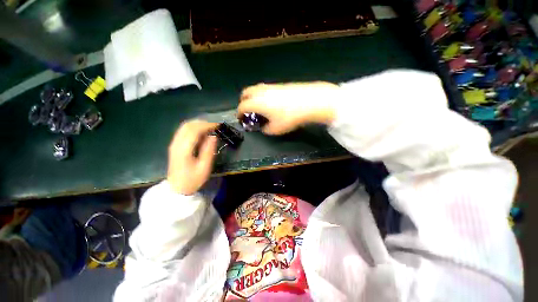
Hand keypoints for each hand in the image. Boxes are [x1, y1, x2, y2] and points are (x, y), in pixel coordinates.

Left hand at [167, 120, 217, 194]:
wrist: (177, 189)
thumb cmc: (193, 179)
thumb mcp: (204, 167)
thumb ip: (209, 150)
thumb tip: (213, 136)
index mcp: (184, 149)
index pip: (194, 130)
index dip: (207, 125)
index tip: (218, 125)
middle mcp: (176, 143)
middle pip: (188, 125)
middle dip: (202, 123)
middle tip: (215, 126)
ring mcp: (174, 144)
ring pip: (184, 127)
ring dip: (197, 124)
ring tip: (209, 128)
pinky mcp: (174, 146)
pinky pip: (183, 131)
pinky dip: (193, 128)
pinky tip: (201, 133)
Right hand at [238, 82, 338, 134]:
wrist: (309, 101)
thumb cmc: (289, 117)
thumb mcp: (276, 129)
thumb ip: (266, 129)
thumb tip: (264, 127)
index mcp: (256, 102)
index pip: (242, 106)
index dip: (239, 113)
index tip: (240, 118)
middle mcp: (261, 91)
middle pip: (245, 93)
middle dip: (243, 101)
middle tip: (247, 110)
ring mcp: (270, 86)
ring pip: (255, 89)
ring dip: (253, 97)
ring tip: (259, 107)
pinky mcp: (280, 84)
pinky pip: (265, 89)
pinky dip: (262, 95)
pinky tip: (270, 103)